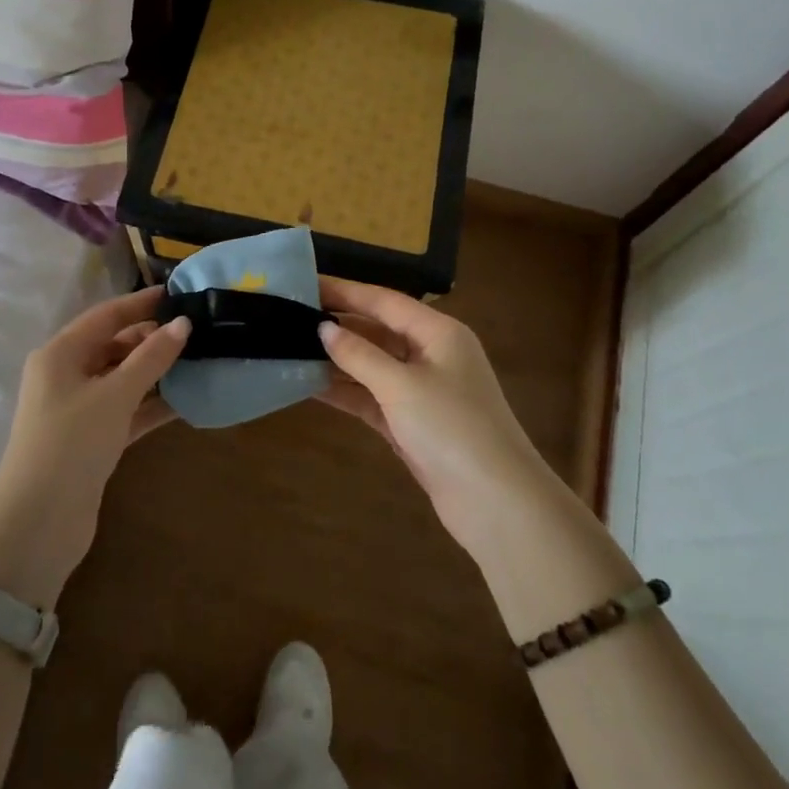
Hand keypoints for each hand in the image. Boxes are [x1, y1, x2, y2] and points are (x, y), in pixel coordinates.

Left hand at [0, 288, 189, 604]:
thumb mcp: (114, 395)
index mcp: (60, 354)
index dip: (141, 303)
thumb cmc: (72, 443)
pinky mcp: (92, 439)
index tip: (178, 294)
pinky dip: (152, 405)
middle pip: (114, 346)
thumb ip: (151, 358)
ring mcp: (78, 409)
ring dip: (156, 373)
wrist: (38, 523)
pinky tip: (187, 401)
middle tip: (197, 332)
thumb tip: (183, 323)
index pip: (105, 316)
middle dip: (152, 339)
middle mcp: (65, 376)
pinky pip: (127, 410)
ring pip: (123, 379)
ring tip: (199, 361)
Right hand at [315, 277, 557, 552]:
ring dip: (337, 360)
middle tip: (291, 318)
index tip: (305, 284)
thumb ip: (359, 354)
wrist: (497, 504)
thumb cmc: (452, 429)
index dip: (344, 291)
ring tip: (291, 349)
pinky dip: (346, 392)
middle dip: (338, 325)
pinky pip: (372, 398)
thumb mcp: (401, 385)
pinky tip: (310, 386)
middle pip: (378, 331)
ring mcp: (423, 391)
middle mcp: (432, 355)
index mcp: (438, 333)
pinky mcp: (413, 424)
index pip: (384, 301)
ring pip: (372, 366)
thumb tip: (324, 328)